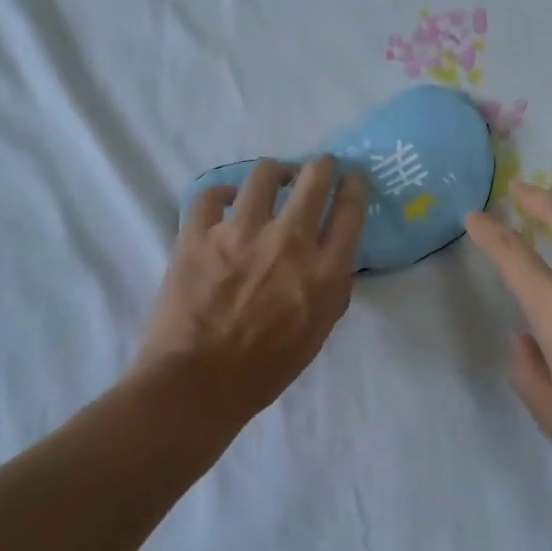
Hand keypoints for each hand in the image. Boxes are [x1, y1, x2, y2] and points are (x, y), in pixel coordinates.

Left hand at [134, 157, 367, 420]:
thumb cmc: (265, 369)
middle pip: (315, 178)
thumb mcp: (319, 330)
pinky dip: (220, 195)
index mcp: (325, 271)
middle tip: (316, 167)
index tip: (352, 178)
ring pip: (264, 174)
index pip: (351, 209)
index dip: (354, 186)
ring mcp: (241, 233)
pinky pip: (210, 195)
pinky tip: (224, 201)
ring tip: (272, 179)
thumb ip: (330, 285)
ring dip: (274, 173)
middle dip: (320, 166)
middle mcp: (289, 241)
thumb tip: (330, 253)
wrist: (197, 384)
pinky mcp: (199, 234)